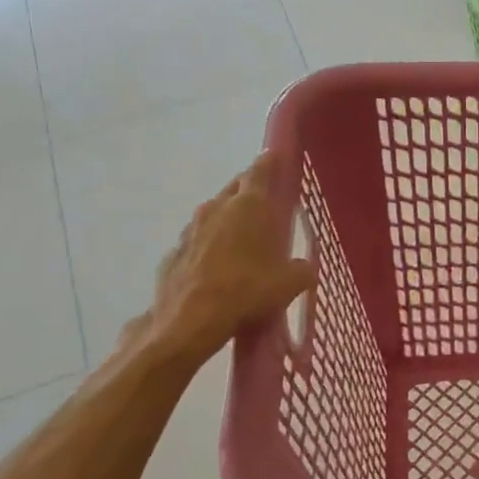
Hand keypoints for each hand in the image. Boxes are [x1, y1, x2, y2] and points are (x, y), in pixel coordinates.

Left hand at [124, 152, 314, 367]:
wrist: (190, 321)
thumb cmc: (247, 291)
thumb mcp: (290, 283)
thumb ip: (301, 270)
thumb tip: (303, 268)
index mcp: (249, 206)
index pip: (261, 171)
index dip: (271, 162)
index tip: (277, 157)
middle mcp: (217, 208)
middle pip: (235, 188)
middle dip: (250, 190)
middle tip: (266, 203)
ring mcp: (191, 230)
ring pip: (214, 214)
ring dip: (228, 220)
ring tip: (243, 239)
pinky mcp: (175, 253)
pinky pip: (198, 242)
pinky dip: (210, 247)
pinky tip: (218, 267)